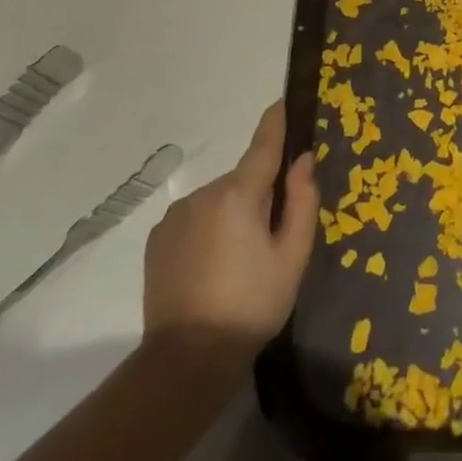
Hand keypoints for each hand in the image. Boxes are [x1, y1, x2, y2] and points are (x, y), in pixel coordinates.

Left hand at [140, 102, 319, 352]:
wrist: (187, 359)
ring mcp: (175, 216)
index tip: (284, 100)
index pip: (263, 145)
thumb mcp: (292, 255)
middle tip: (272, 236)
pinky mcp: (158, 239)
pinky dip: (209, 228)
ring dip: (233, 213)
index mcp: (238, 195)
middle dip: (259, 194)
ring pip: (218, 200)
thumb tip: (303, 159)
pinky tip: (213, 266)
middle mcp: (203, 194)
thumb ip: (301, 201)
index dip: (276, 121)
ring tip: (240, 259)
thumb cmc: (253, 304)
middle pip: (242, 179)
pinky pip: (195, 218)